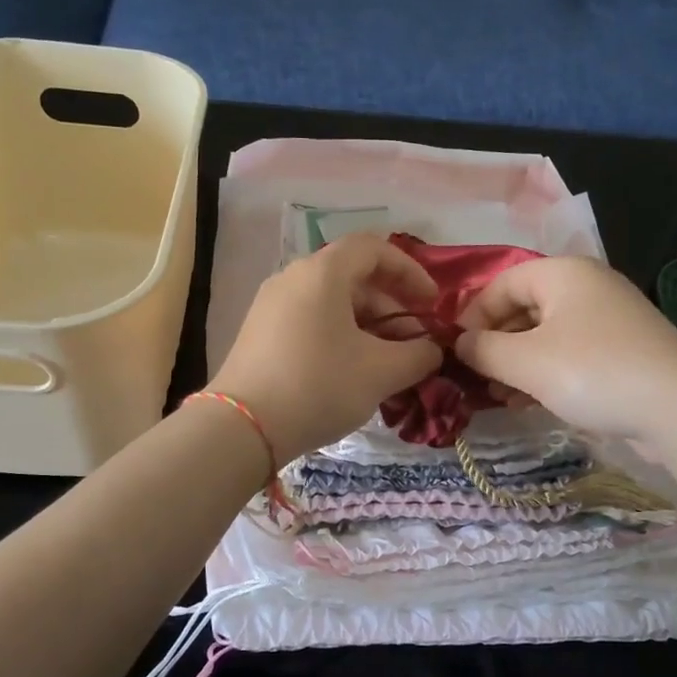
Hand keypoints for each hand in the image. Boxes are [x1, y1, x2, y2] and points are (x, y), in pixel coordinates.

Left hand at [208, 234, 443, 463]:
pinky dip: (339, 336)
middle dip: (391, 307)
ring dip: (367, 326)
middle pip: (353, 277)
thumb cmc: (319, 386)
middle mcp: (293, 278)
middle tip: (413, 344)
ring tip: (387, 364)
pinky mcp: (259, 333)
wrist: (243, 428)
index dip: (410, 271)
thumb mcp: (381, 372)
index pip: (374, 248)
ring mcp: (271, 305)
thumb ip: (419, 355)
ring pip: (331, 302)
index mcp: (322, 273)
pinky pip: (310, 321)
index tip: (431, 304)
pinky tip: (351, 373)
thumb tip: (433, 350)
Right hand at [455, 256, 676, 441]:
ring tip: (499, 397)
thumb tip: (460, 344)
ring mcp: (609, 319)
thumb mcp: (526, 361)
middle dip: (495, 343)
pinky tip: (530, 403)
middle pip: (524, 308)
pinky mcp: (623, 351)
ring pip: (546, 335)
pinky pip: (570, 354)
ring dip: (517, 364)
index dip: (473, 315)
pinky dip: (545, 373)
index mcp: (562, 274)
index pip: (501, 283)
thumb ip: (483, 349)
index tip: (456, 351)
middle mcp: (587, 287)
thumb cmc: (593, 372)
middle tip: (476, 378)